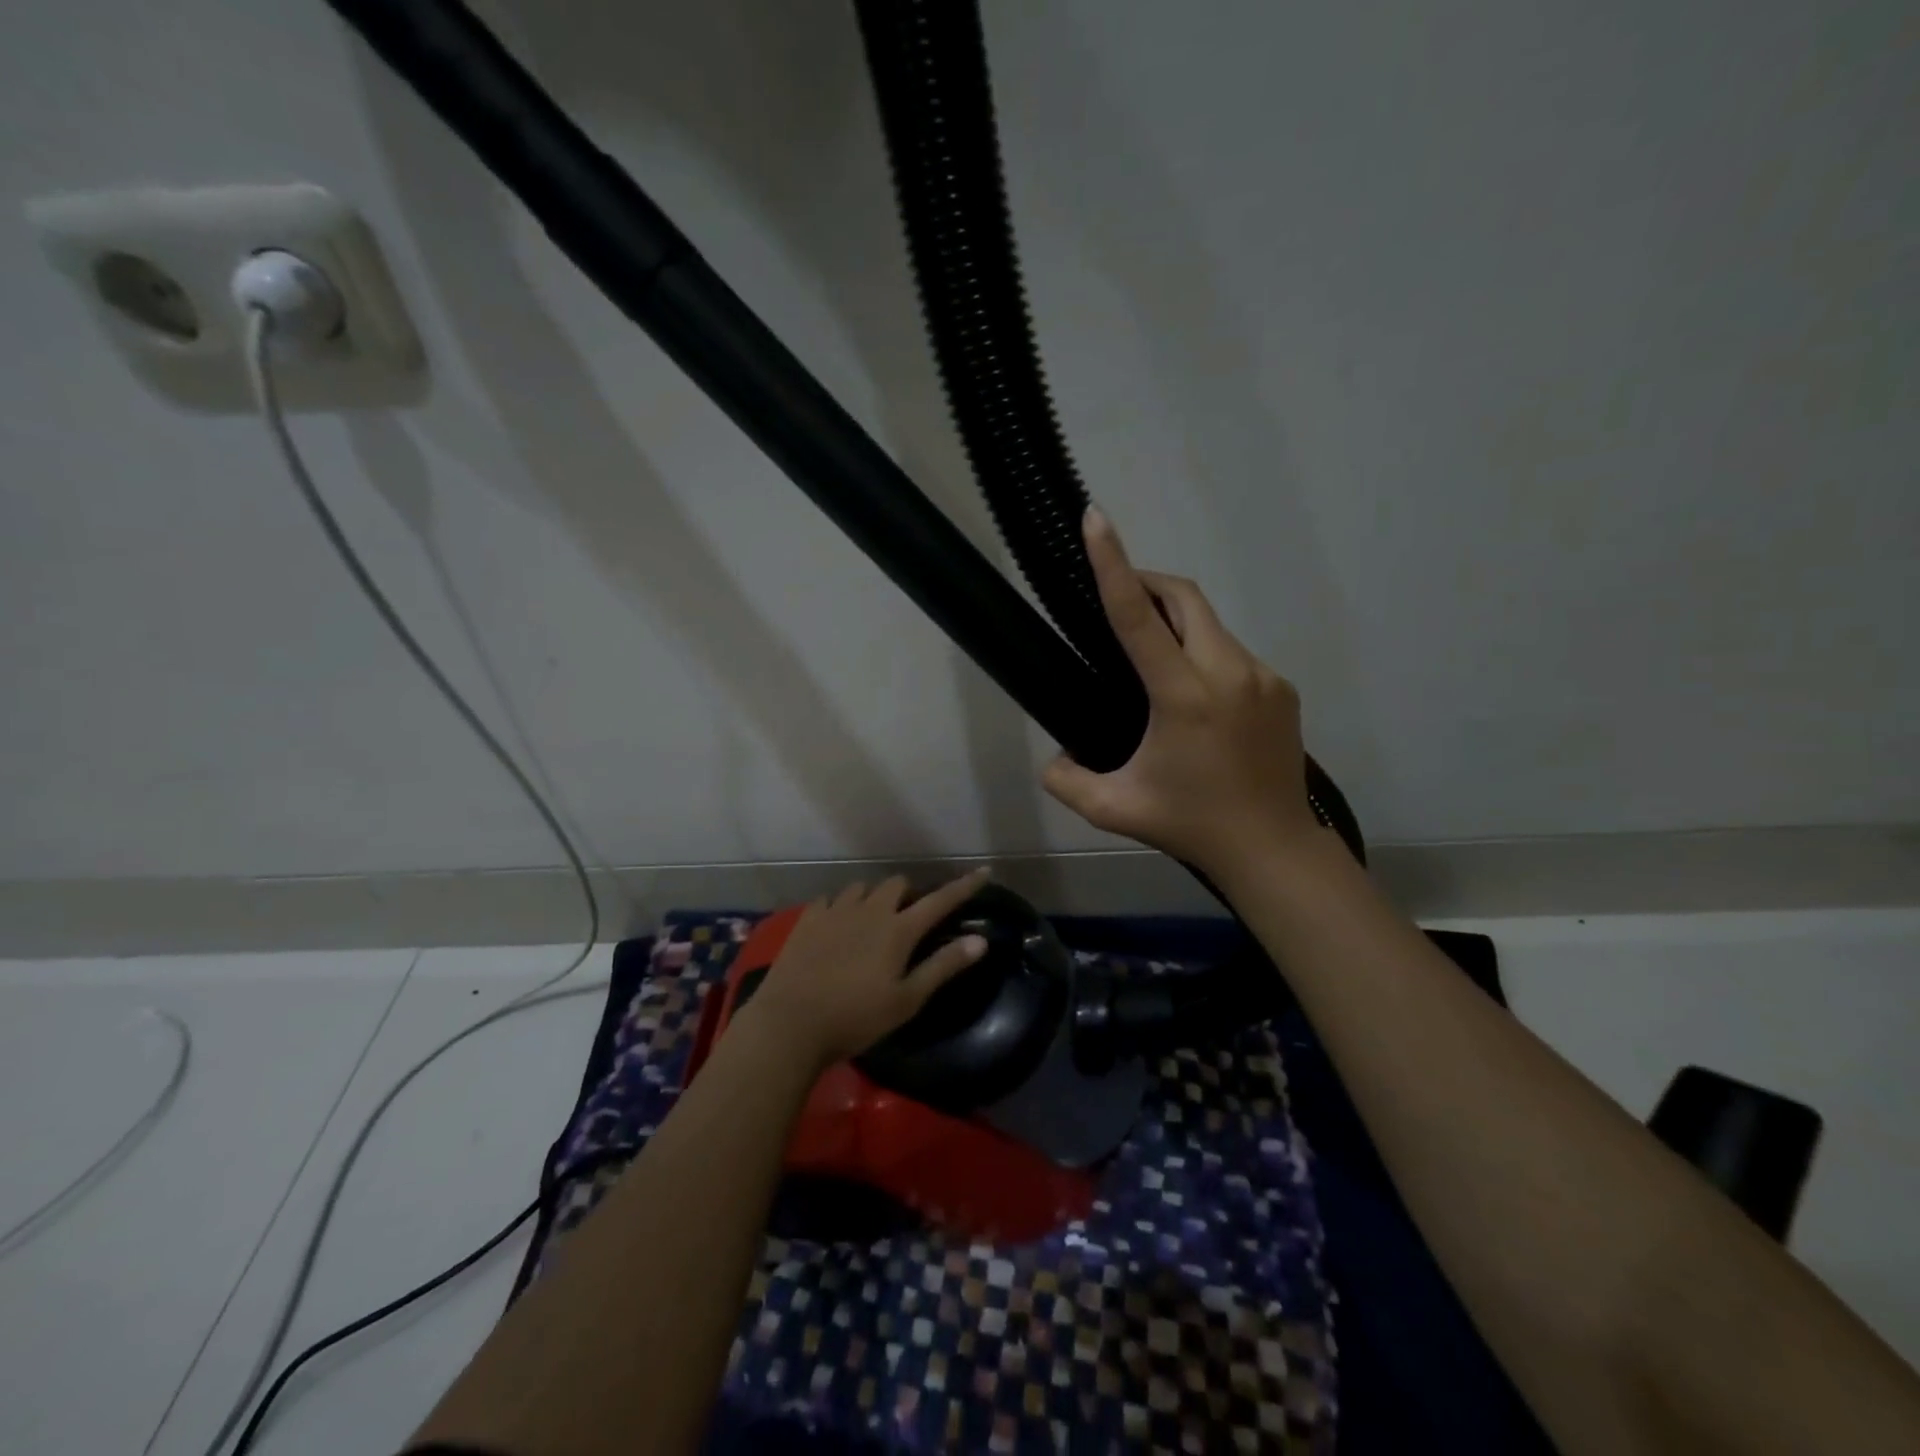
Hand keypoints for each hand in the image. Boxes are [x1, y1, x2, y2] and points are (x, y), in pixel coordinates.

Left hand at [741, 870, 992, 1069]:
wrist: (790, 1024)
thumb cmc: (856, 1018)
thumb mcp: (907, 1000)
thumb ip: (943, 966)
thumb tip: (981, 940)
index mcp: (899, 930)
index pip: (940, 900)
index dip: (964, 886)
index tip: (983, 871)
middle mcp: (870, 910)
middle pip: (897, 884)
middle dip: (910, 894)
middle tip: (910, 917)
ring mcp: (836, 910)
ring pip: (863, 887)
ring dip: (875, 897)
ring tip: (873, 919)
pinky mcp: (808, 919)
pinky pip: (831, 898)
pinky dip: (842, 905)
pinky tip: (837, 923)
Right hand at [1042, 508, 1326, 879]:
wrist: (1273, 849)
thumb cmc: (1190, 825)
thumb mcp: (1113, 809)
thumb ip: (1067, 781)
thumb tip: (1053, 758)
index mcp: (1184, 697)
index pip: (1139, 617)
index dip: (1113, 564)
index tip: (1096, 520)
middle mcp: (1228, 673)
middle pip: (1184, 597)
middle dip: (1146, 581)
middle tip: (1116, 595)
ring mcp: (1262, 678)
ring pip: (1210, 624)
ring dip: (1175, 621)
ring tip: (1150, 656)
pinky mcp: (1281, 688)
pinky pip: (1231, 652)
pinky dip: (1202, 651)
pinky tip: (1191, 693)